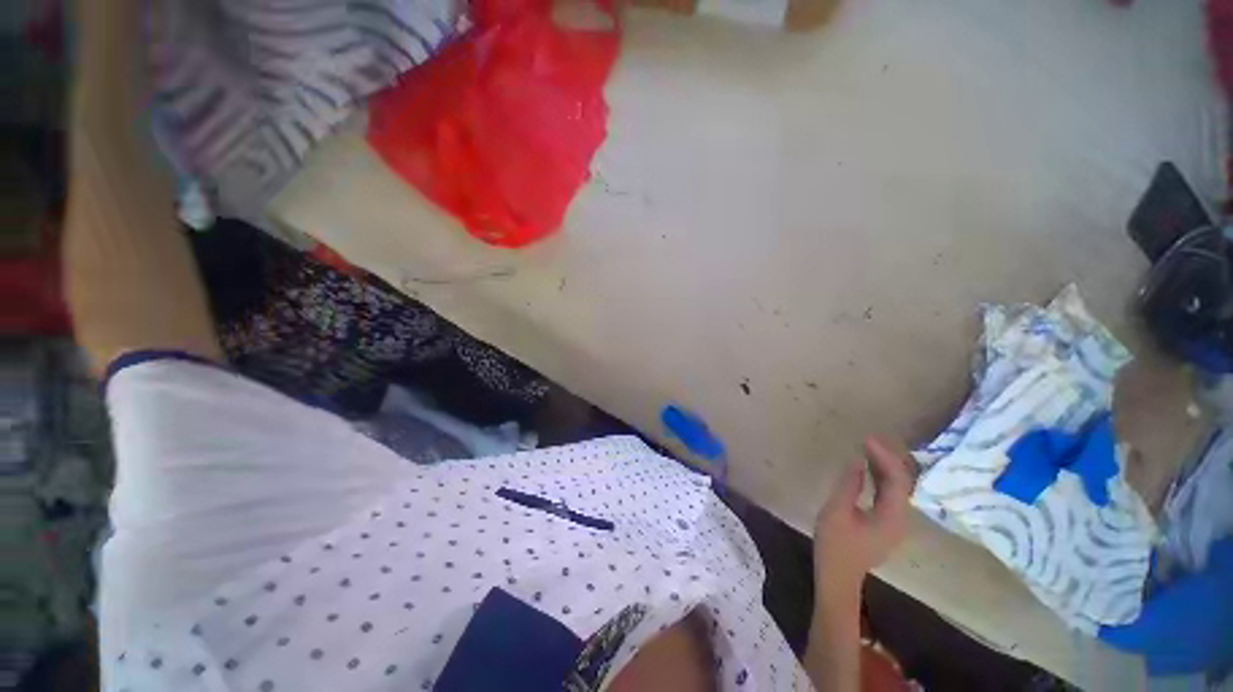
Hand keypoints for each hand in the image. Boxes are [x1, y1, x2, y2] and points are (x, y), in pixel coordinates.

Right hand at [813, 437, 915, 604]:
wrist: (838, 576)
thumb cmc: (835, 544)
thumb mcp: (836, 511)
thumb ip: (849, 485)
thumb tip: (857, 460)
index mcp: (892, 517)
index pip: (897, 480)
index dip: (884, 457)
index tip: (866, 439)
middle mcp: (900, 518)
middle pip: (902, 482)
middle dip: (887, 458)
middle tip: (867, 439)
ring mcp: (895, 522)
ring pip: (896, 487)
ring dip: (884, 466)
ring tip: (867, 447)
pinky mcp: (886, 523)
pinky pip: (888, 494)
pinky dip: (879, 477)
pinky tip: (867, 468)